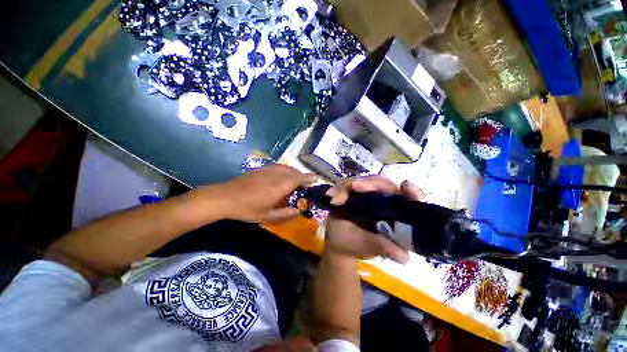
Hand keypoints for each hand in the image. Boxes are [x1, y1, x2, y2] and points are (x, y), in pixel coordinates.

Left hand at [209, 164, 316, 222]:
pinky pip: (279, 167)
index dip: (309, 178)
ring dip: (295, 173)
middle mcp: (277, 175)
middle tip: (307, 184)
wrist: (225, 197)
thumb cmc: (247, 209)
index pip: (299, 178)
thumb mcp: (268, 216)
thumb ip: (286, 213)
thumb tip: (299, 211)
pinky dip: (286, 170)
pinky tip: (283, 176)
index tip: (317, 179)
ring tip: (297, 180)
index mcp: (280, 186)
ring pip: (287, 168)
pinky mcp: (262, 169)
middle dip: (303, 176)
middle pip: (295, 172)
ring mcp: (269, 170)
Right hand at [324, 177, 423, 263]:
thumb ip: (383, 247)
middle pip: (382, 184)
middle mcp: (381, 200)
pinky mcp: (350, 192)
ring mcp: (365, 194)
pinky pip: (346, 185)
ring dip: (350, 185)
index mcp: (392, 213)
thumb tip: (403, 257)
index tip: (406, 186)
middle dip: (370, 183)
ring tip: (338, 197)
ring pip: (363, 181)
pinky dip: (339, 189)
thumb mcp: (370, 246)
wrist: (337, 244)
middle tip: (354, 187)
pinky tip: (332, 197)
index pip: (406, 198)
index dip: (410, 191)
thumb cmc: (356, 245)